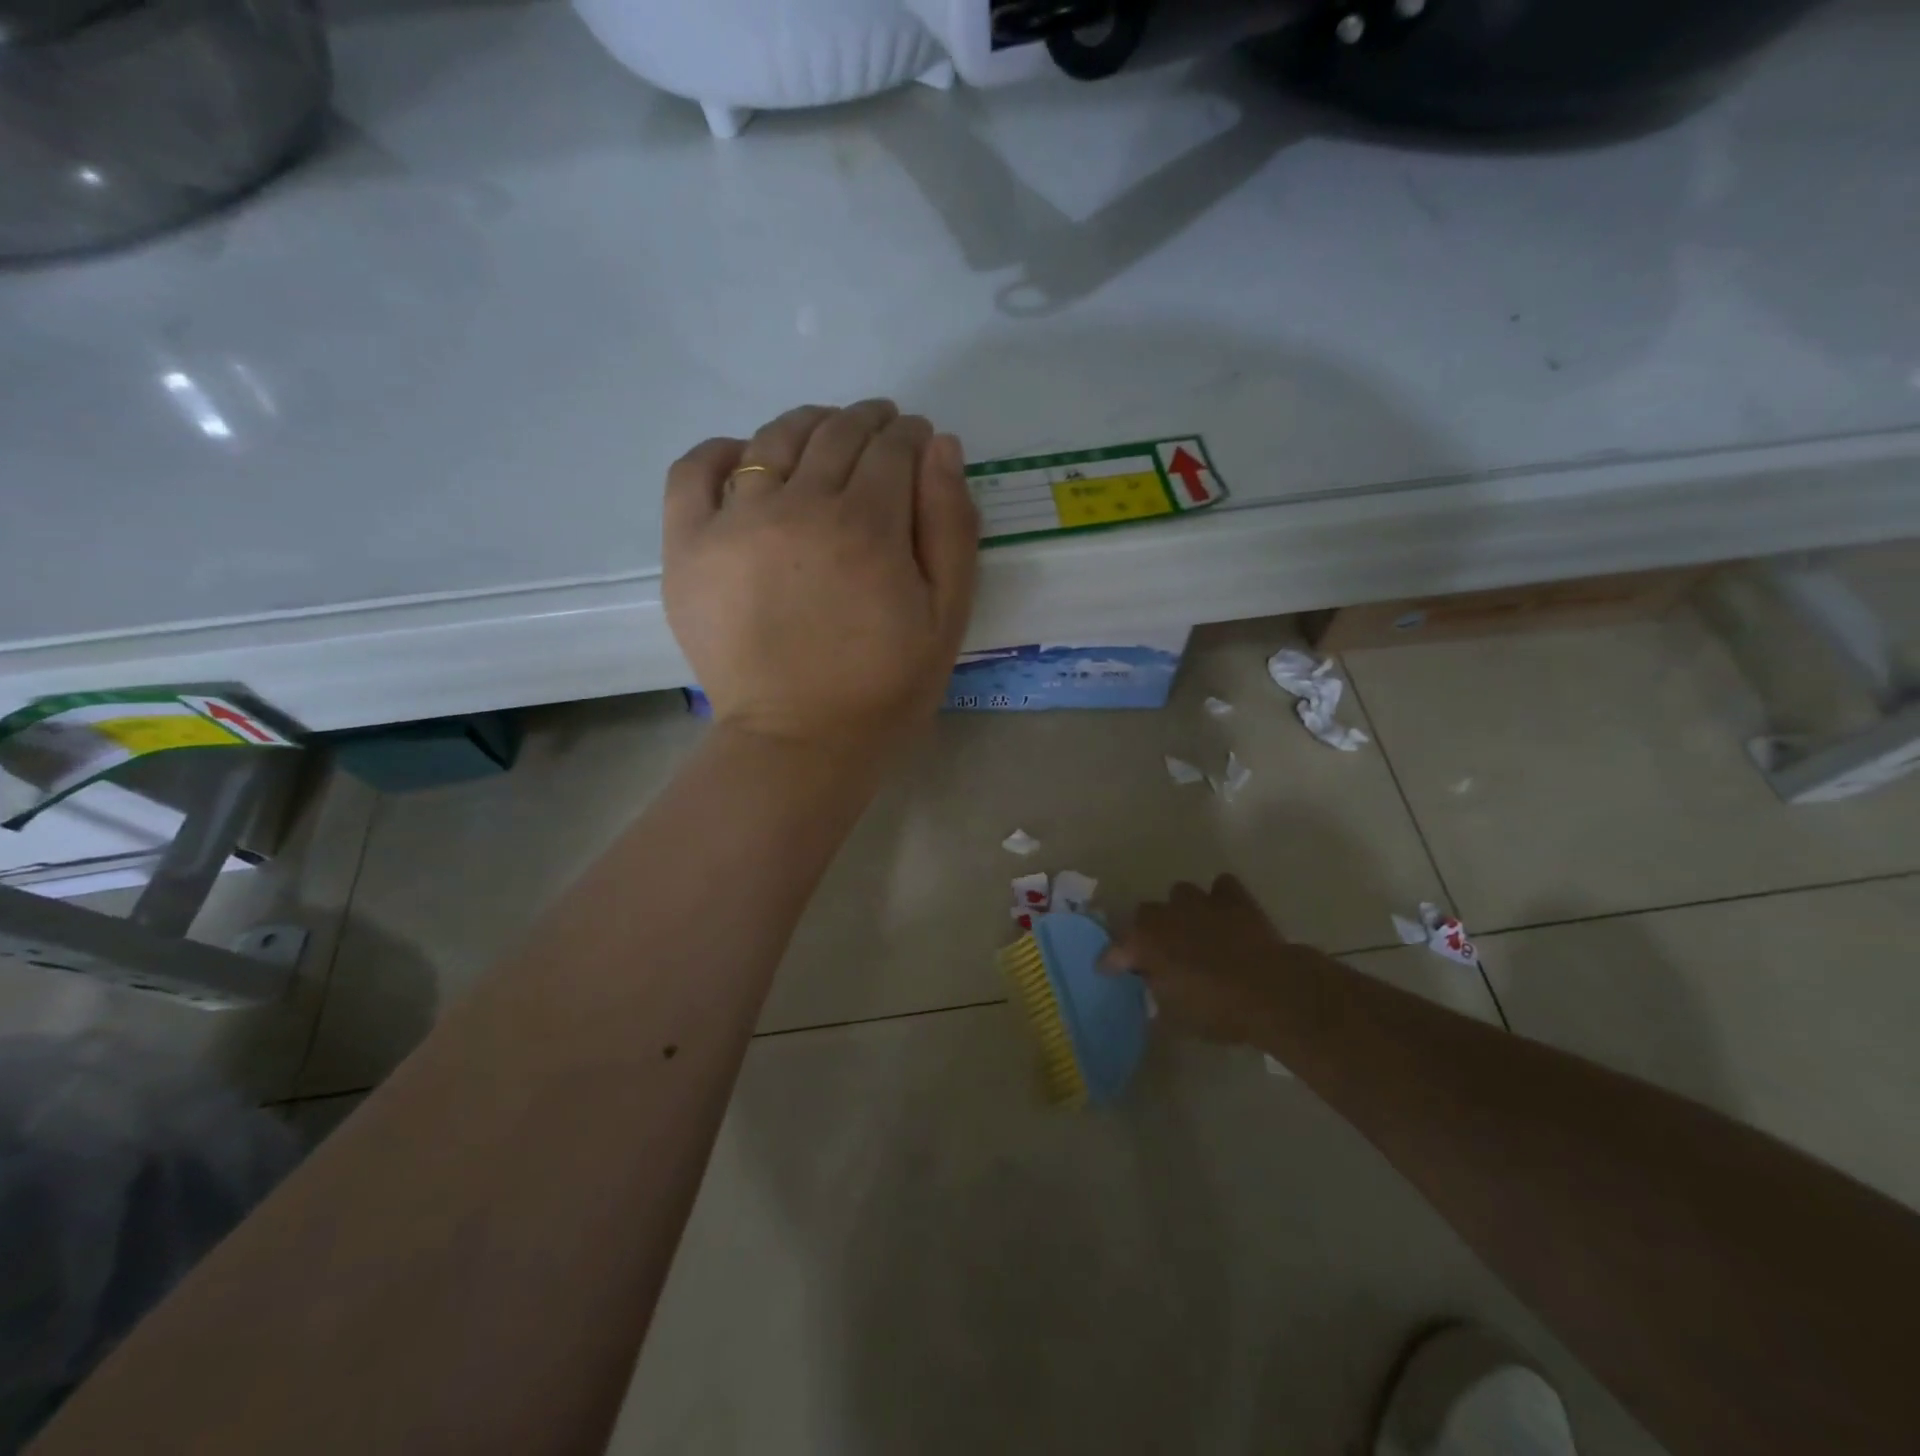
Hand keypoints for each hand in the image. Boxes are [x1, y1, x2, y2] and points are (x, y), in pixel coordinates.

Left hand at [663, 400, 979, 755]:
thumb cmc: (884, 688)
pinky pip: (693, 470)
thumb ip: (950, 527)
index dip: (911, 436)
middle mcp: (798, 507)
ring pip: (772, 440)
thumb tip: (941, 447)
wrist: (799, 742)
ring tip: (825, 437)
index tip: (918, 441)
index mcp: (867, 526)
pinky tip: (744, 458)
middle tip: (882, 432)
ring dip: (809, 425)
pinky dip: (721, 450)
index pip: (892, 447)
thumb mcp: (946, 616)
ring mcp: (734, 522)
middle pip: (836, 434)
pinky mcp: (688, 547)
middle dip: (869, 423)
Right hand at [1104, 875, 1324, 1043]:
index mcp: (1144, 943)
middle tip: (1159, 953)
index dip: (1111, 962)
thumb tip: (1153, 988)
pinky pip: (1221, 887)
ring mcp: (1200, 902)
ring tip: (1193, 929)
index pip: (1115, 951)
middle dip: (1148, 931)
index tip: (1109, 971)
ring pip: (1180, 894)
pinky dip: (1220, 898)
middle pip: (1144, 914)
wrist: (1272, 992)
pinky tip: (1224, 914)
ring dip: (1181, 910)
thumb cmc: (1218, 1010)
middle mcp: (1165, 915)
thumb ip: (1158, 996)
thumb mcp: (1177, 1018)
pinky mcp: (1234, 899)